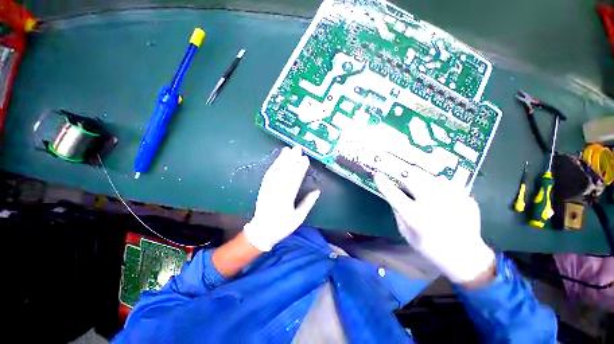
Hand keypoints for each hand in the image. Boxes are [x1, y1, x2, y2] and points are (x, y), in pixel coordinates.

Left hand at [243, 146, 320, 251]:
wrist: (262, 231)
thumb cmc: (282, 226)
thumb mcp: (298, 218)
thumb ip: (308, 203)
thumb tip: (317, 191)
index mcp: (286, 199)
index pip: (294, 180)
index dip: (300, 169)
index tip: (305, 159)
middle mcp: (276, 191)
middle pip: (284, 172)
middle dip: (291, 159)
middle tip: (297, 149)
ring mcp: (268, 188)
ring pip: (276, 171)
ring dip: (282, 159)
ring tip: (288, 149)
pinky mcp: (263, 187)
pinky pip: (269, 174)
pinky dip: (274, 165)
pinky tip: (278, 159)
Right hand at [374, 169, 494, 283]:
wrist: (466, 257)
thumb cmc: (431, 248)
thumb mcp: (407, 233)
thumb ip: (398, 213)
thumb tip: (393, 196)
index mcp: (415, 217)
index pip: (393, 194)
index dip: (383, 183)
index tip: (377, 175)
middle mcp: (432, 205)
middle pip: (413, 179)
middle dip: (405, 177)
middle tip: (404, 180)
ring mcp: (452, 200)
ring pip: (431, 177)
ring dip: (423, 180)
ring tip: (425, 190)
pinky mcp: (465, 199)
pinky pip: (449, 184)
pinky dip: (441, 187)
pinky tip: (443, 197)